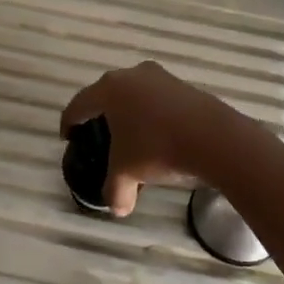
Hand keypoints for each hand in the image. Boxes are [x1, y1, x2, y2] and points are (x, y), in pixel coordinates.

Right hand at [59, 61, 231, 216]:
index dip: (70, 122)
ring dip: (131, 115)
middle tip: (100, 137)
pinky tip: (160, 137)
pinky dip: (154, 116)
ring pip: (137, 96)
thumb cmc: (158, 149)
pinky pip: (160, 101)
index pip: (80, 104)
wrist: (215, 139)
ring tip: (133, 139)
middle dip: (103, 116)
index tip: (68, 137)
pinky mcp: (186, 87)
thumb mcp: (127, 173)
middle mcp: (133, 75)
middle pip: (109, 95)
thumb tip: (116, 208)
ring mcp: (162, 77)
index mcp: (110, 89)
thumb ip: (115, 190)